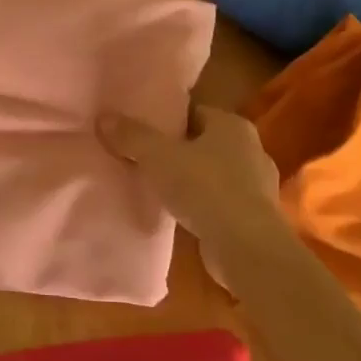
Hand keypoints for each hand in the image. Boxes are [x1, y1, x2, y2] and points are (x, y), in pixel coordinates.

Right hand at [97, 104, 288, 273]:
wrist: (247, 248)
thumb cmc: (206, 188)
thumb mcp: (158, 157)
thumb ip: (131, 136)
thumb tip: (104, 118)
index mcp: (232, 125)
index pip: (194, 112)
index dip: (166, 119)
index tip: (140, 129)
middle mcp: (250, 149)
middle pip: (202, 142)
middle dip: (176, 150)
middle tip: (142, 157)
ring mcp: (256, 185)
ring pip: (212, 173)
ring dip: (189, 180)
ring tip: (156, 186)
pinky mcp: (254, 217)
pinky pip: (219, 201)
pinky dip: (200, 205)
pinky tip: (178, 213)